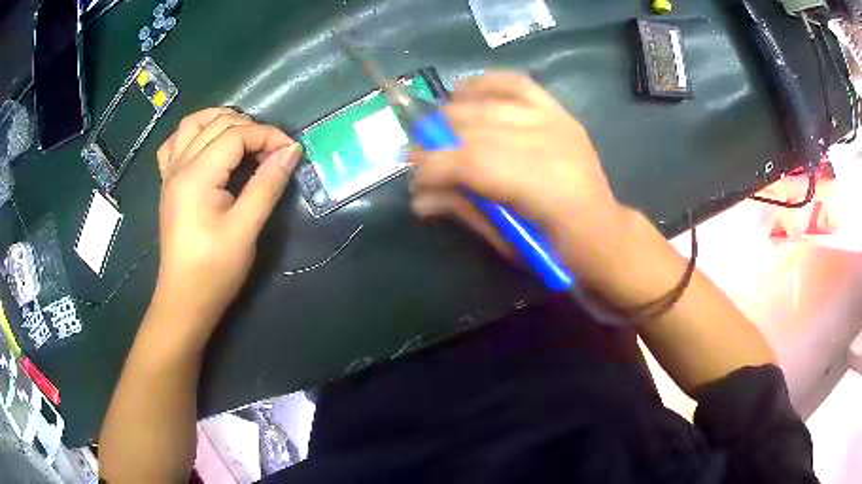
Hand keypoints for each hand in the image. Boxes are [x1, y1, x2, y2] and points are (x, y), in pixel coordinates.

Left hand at [153, 108, 301, 337]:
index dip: (268, 136)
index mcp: (196, 176)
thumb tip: (291, 151)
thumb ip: (266, 185)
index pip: (236, 135)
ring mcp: (170, 173)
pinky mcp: (168, 184)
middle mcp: (179, 166)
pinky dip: (194, 134)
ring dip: (220, 120)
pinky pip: (175, 143)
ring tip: (243, 136)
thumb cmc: (214, 271)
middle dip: (250, 128)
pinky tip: (208, 145)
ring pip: (192, 124)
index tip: (292, 151)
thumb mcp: (245, 231)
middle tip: (272, 151)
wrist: (184, 300)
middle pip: (217, 123)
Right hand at [409, 72, 627, 279]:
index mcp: (541, 188)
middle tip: (422, 157)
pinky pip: (517, 83)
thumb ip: (464, 210)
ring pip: (490, 104)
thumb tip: (419, 196)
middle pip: (476, 127)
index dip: (433, 164)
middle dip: (437, 140)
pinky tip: (465, 91)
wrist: (603, 233)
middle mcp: (549, 145)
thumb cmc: (555, 250)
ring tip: (439, 130)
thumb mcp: (507, 242)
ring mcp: (556, 123)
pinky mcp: (560, 112)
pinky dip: (487, 83)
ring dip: (454, 113)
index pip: (471, 162)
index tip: (412, 174)